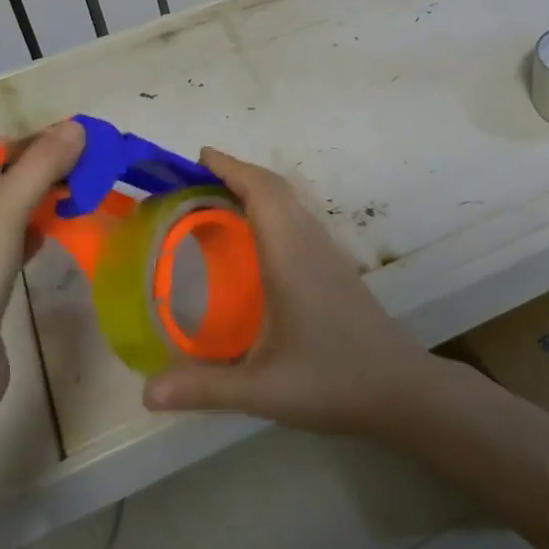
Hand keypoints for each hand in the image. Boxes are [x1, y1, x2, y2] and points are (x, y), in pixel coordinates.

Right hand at [142, 148, 436, 434]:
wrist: (401, 390)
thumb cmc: (332, 381)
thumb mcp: (262, 390)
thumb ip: (204, 389)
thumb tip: (146, 393)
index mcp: (289, 256)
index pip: (261, 192)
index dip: (230, 168)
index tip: (200, 156)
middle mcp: (309, 243)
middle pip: (275, 188)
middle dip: (239, 172)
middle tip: (198, 178)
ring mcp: (328, 253)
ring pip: (291, 201)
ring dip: (258, 188)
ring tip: (220, 201)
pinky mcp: (336, 267)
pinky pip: (299, 219)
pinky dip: (273, 209)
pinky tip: (257, 241)